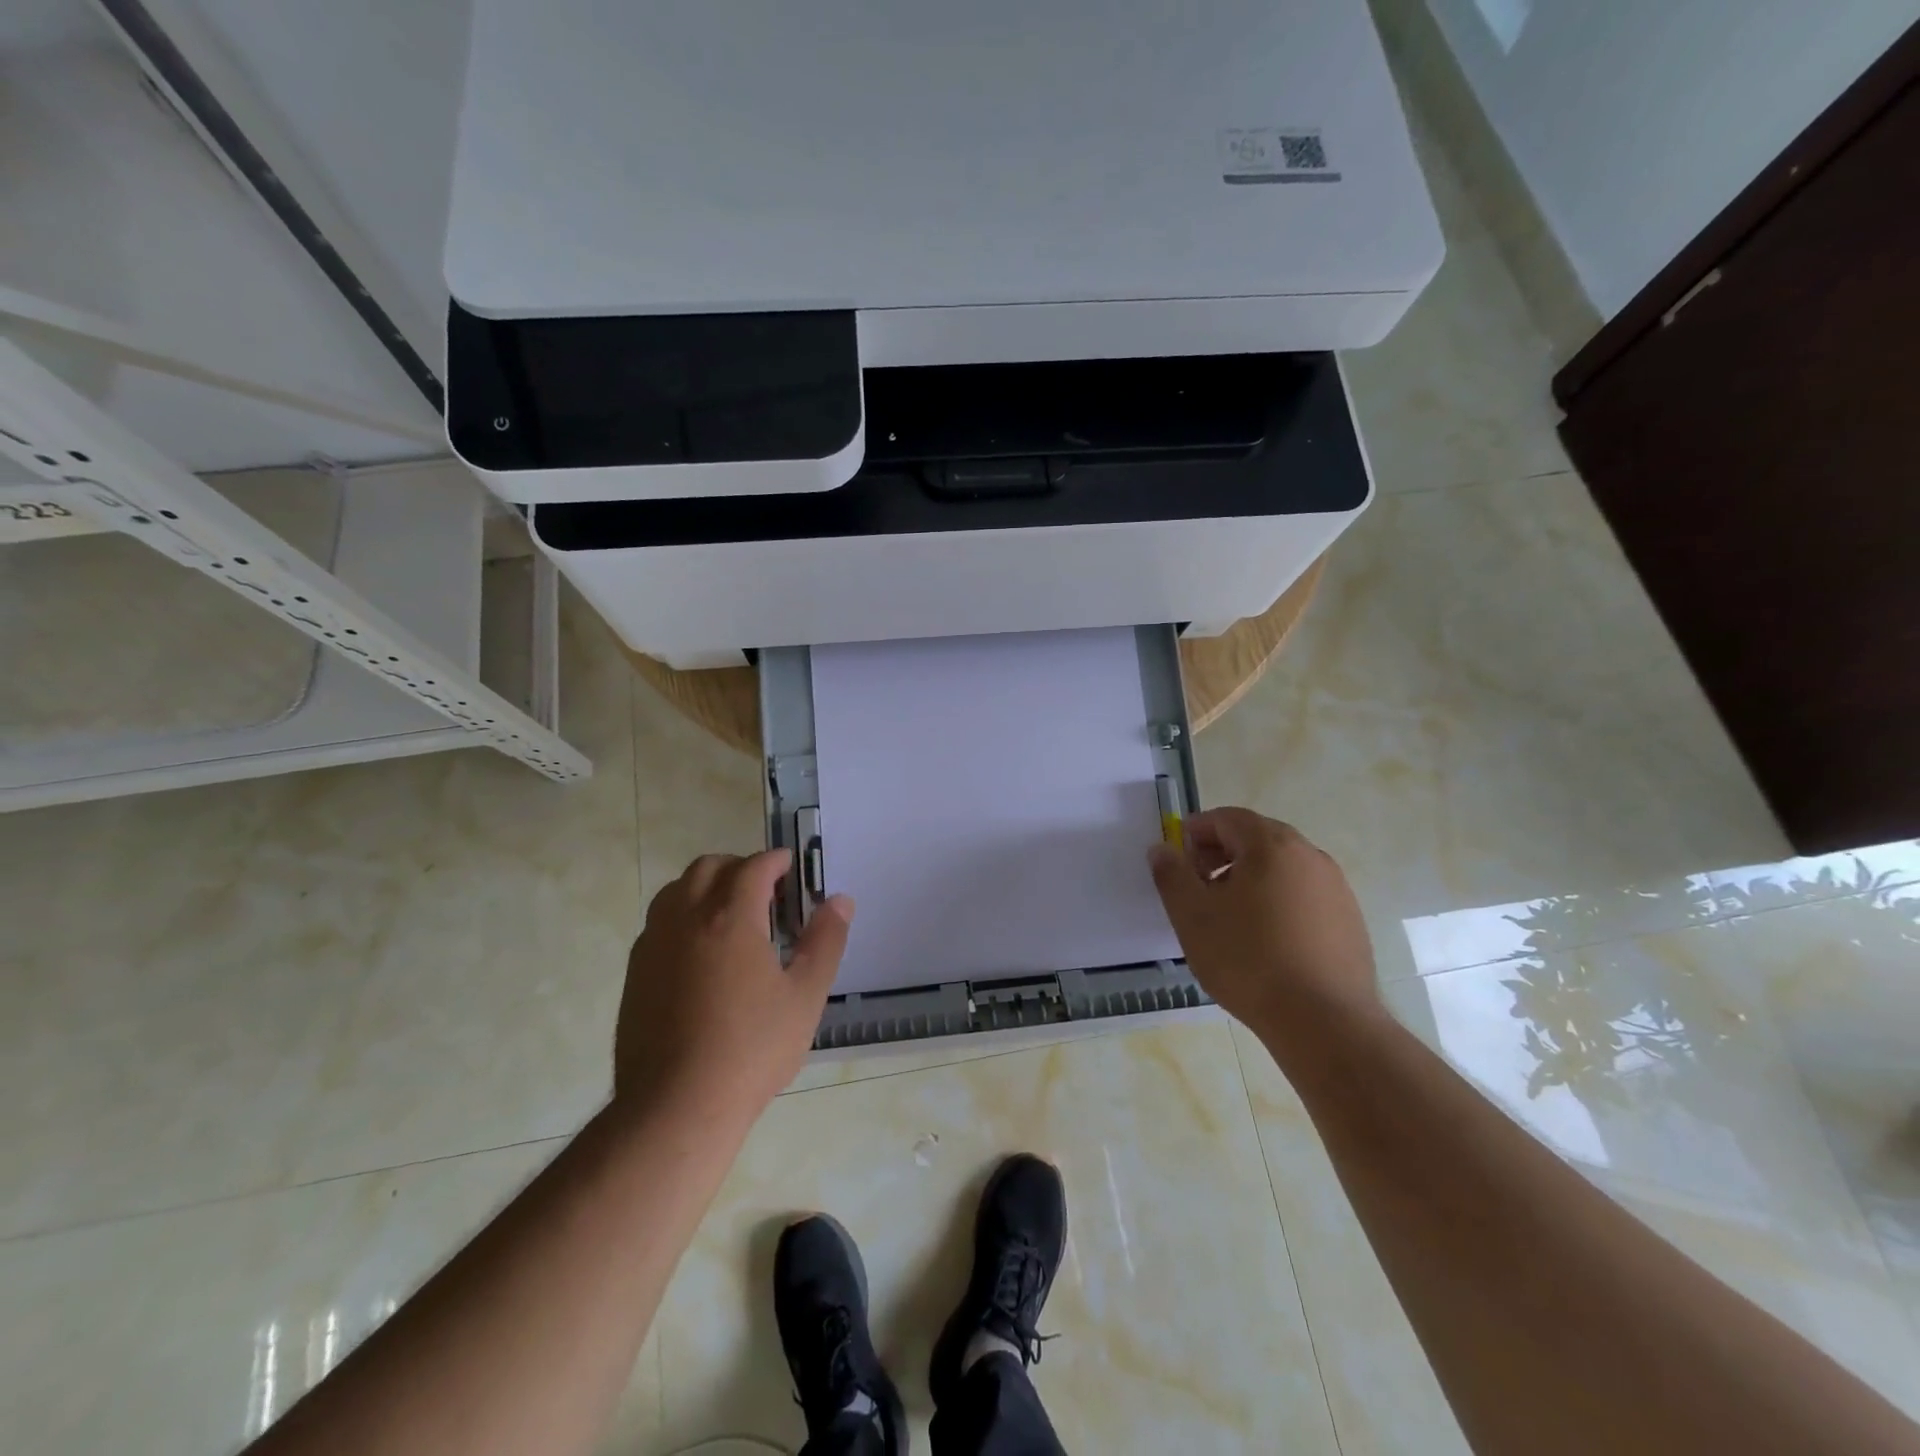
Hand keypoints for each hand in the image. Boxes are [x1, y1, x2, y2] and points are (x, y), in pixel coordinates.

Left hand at [613, 850, 850, 1128]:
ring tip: (734, 918)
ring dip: (707, 887)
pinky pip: (660, 922)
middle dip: (740, 867)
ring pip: (677, 890)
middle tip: (768, 893)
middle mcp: (686, 919)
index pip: (753, 867)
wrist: (675, 1108)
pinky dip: (685, 916)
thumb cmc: (751, 1050)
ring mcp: (654, 944)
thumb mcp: (805, 996)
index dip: (776, 861)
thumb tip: (840, 901)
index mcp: (730, 918)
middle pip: (709, 867)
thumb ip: (824, 942)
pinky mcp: (635, 972)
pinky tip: (703, 954)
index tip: (793, 868)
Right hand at [1148, 808, 1380, 1045]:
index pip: (1227, 818)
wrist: (1324, 1022)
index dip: (1196, 832)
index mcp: (1271, 845)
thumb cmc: (1248, 960)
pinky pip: (1303, 894)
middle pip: (1257, 838)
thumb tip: (1162, 848)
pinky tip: (1265, 940)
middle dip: (1221, 853)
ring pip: (1281, 867)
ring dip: (1249, 877)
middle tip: (1198, 886)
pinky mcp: (1349, 919)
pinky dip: (1277, 901)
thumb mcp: (1192, 916)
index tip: (1178, 860)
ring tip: (1228, 916)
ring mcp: (1335, 887)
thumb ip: (1171, 874)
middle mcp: (1309, 855)